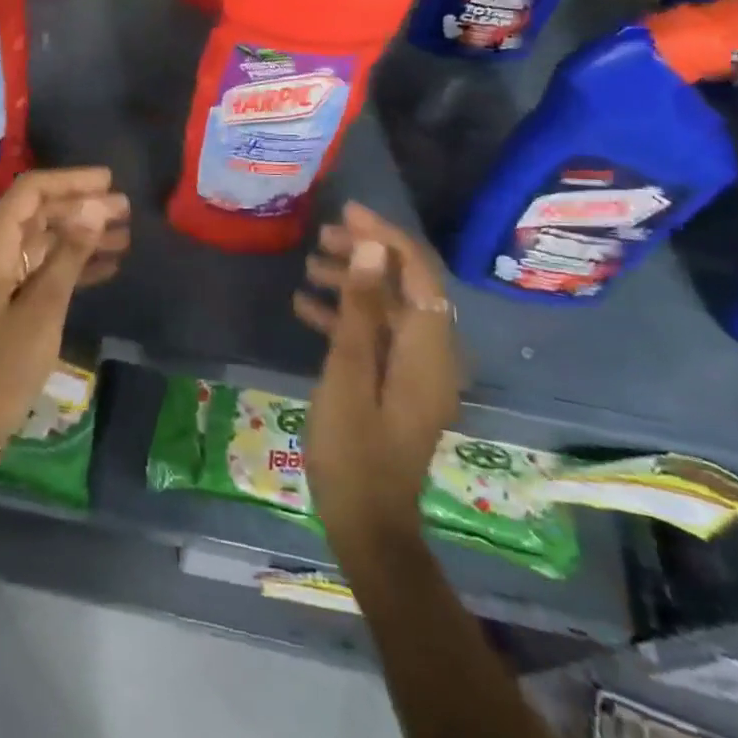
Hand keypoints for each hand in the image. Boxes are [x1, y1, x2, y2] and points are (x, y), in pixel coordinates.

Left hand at [0, 167, 129, 442]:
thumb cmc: (5, 361)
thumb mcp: (44, 306)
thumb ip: (70, 252)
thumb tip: (96, 205)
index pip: (30, 191)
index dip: (70, 181)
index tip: (109, 180)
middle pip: (39, 212)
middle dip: (82, 207)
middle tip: (126, 209)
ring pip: (44, 238)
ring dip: (82, 234)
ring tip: (126, 234)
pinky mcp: (7, 294)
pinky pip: (42, 265)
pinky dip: (72, 262)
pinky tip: (108, 264)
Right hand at [293, 202, 461, 550]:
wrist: (367, 525)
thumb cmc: (353, 452)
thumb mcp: (347, 375)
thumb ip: (359, 311)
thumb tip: (371, 250)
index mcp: (428, 352)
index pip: (418, 276)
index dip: (386, 238)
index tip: (348, 212)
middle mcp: (431, 355)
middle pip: (406, 287)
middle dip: (367, 255)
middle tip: (321, 236)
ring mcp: (414, 372)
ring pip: (388, 309)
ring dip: (353, 283)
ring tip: (309, 265)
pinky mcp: (395, 385)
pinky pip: (376, 336)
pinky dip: (346, 317)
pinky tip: (306, 308)